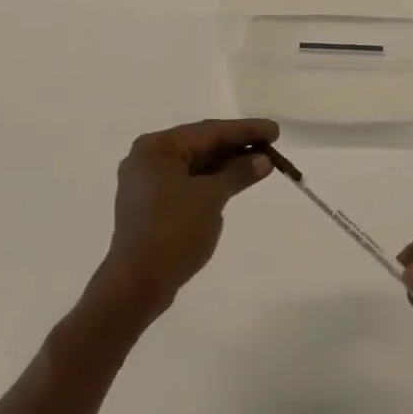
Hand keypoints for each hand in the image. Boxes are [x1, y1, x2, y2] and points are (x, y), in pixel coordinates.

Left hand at [93, 118, 278, 318]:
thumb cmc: (173, 231)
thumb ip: (238, 173)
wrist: (137, 284)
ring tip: (261, 162)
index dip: (245, 130)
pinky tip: (236, 181)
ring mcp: (148, 182)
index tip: (275, 130)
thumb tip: (263, 160)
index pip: (209, 131)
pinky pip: (188, 182)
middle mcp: (148, 158)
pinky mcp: (152, 204)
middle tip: (271, 144)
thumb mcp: (211, 198)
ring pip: (195, 164)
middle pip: (201, 145)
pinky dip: (212, 180)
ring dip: (227, 164)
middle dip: (237, 146)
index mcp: (157, 148)